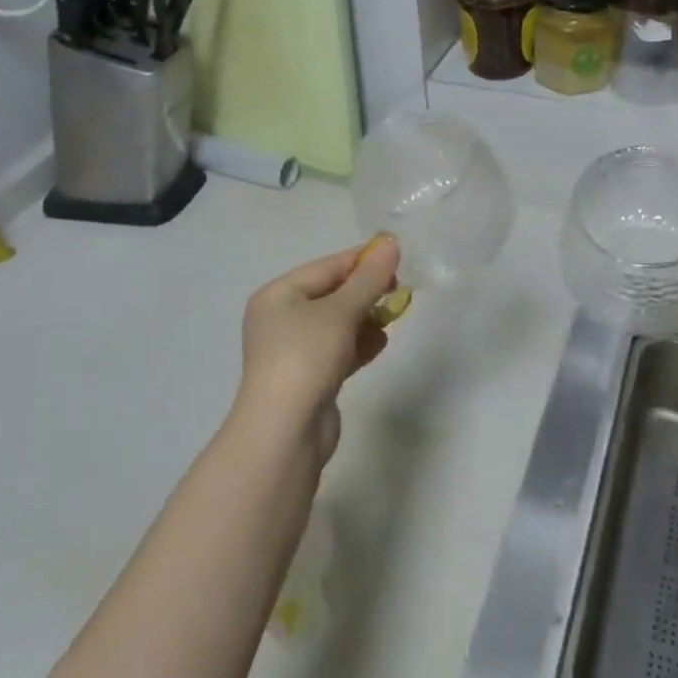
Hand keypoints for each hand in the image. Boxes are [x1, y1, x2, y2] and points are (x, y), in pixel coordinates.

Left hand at [234, 237, 401, 456]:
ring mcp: (293, 351)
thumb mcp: (341, 312)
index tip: (397, 258)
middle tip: (399, 290)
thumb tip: (391, 245)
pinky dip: (359, 344)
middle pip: (331, 294)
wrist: (284, 433)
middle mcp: (280, 319)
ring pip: (337, 324)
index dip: (362, 261)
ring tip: (393, 317)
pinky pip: (338, 350)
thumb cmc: (306, 357)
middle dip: (366, 292)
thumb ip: (368, 279)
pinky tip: (380, 344)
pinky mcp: (308, 378)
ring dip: (365, 319)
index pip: (326, 267)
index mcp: (277, 295)